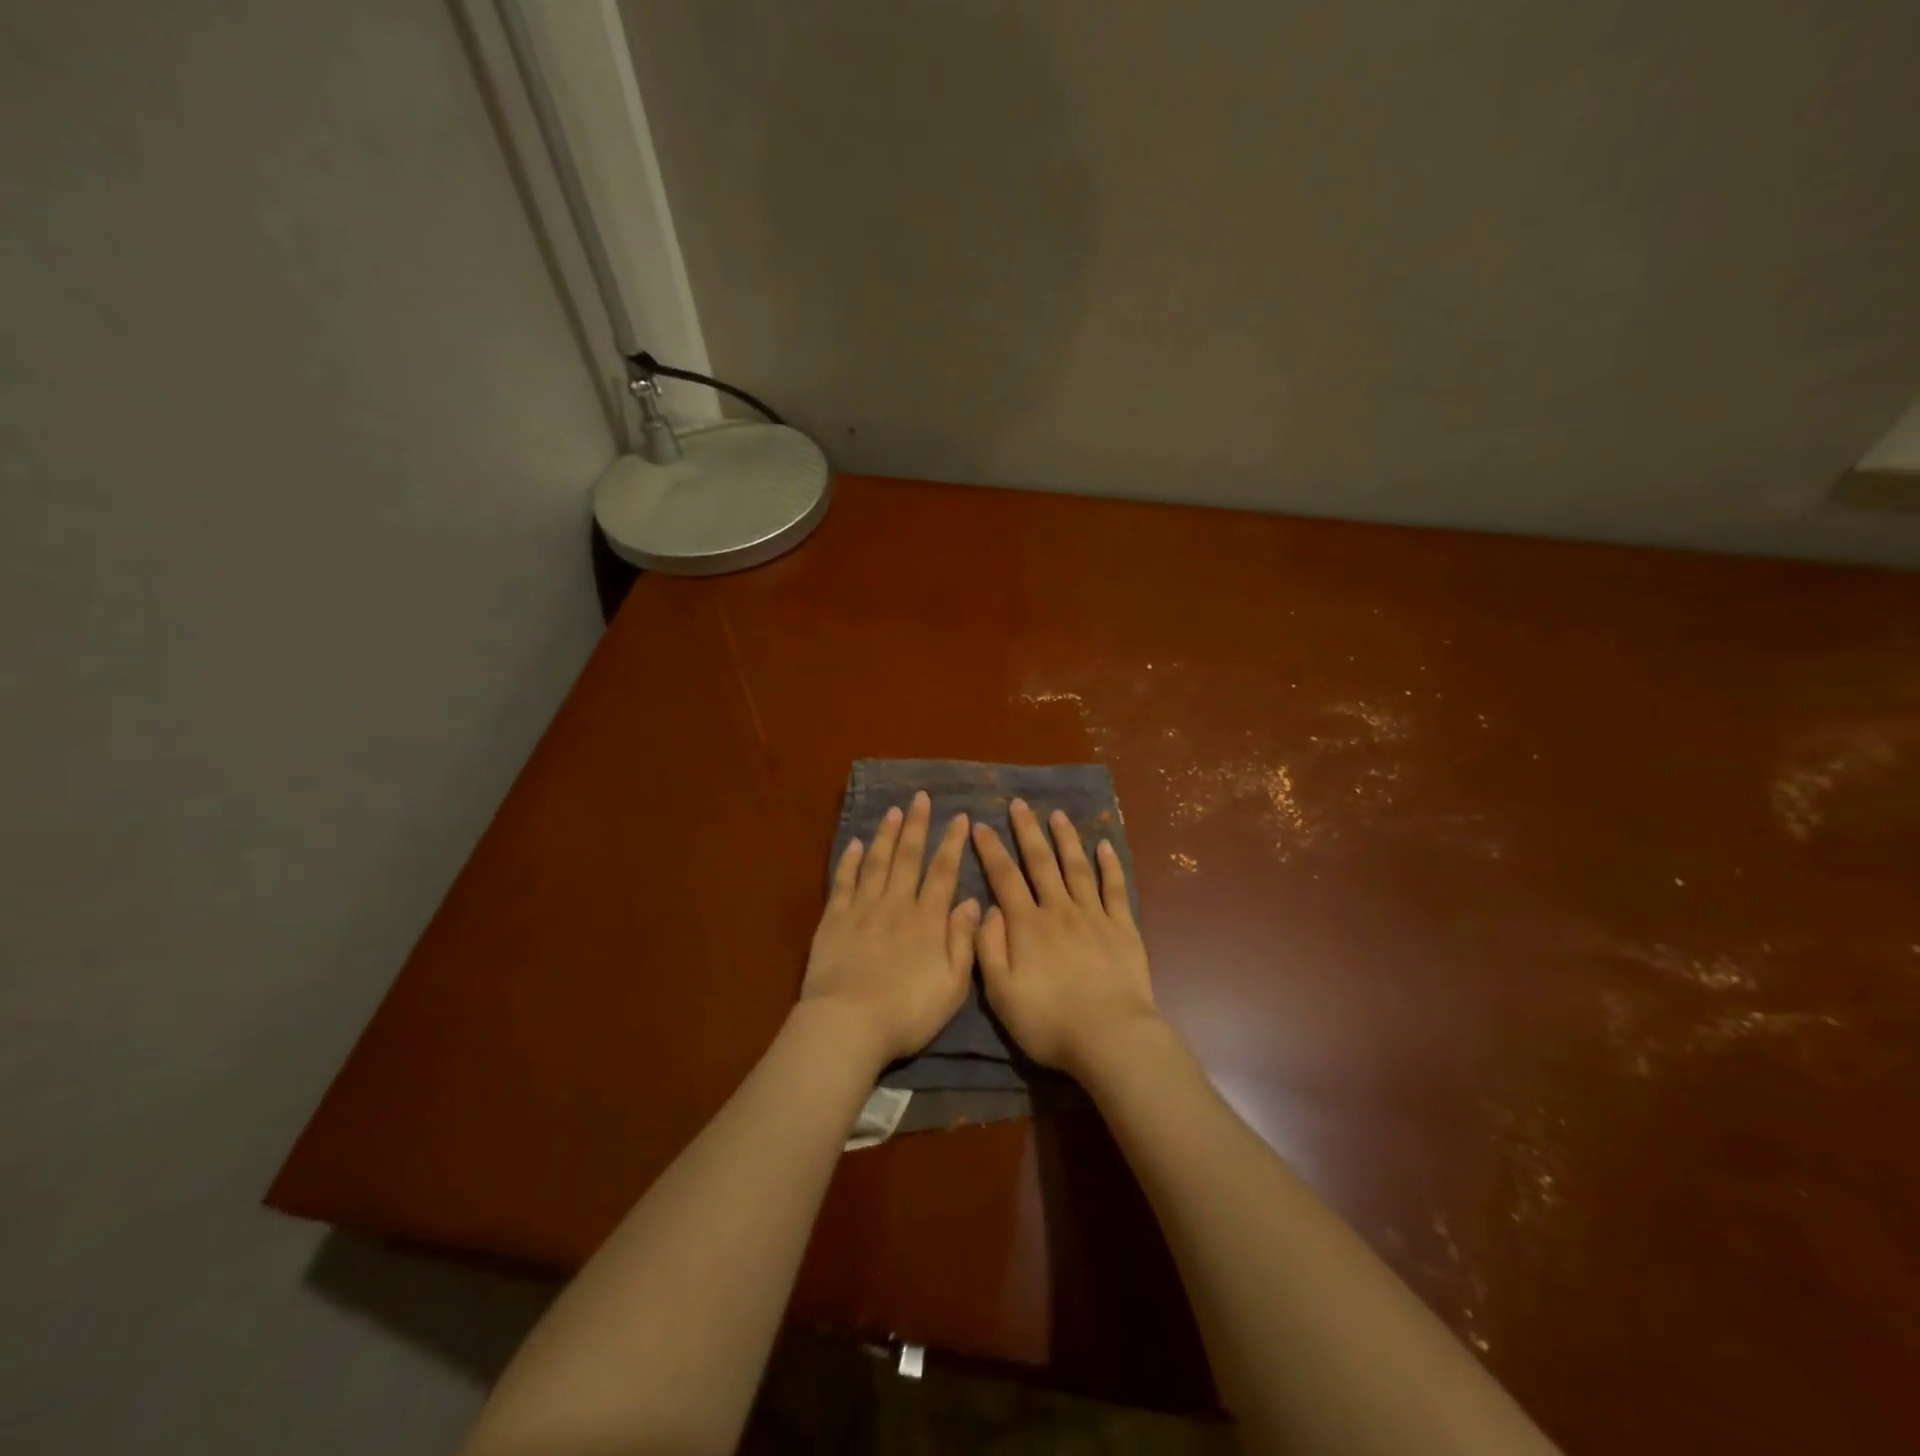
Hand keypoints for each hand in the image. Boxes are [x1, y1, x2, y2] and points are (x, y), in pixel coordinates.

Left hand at [800, 791, 979, 1069]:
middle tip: (921, 797)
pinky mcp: (833, 919)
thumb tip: (974, 902)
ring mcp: (862, 909)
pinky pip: (844, 882)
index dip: (952, 843)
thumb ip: (964, 941)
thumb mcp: (952, 985)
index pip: (943, 872)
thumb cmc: (907, 1012)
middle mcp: (896, 904)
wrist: (848, 1024)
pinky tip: (854, 844)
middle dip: (917, 825)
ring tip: (894, 812)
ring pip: (876, 862)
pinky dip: (850, 861)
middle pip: (908, 857)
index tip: (959, 817)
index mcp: (927, 920)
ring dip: (886, 835)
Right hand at [971, 799, 1159, 1077]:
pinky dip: (1109, 865)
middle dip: (1027, 831)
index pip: (1004, 877)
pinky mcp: (1123, 927)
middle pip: (1040, 862)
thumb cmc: (1049, 1021)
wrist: (1110, 1037)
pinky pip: (1115, 888)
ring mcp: (1093, 915)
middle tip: (1019, 804)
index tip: (980, 824)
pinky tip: (1104, 846)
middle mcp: (1058, 910)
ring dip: (1066, 839)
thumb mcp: (1001, 993)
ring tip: (1058, 815)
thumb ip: (988, 948)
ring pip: (1076, 867)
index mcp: (1026, 925)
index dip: (990, 849)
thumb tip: (987, 909)